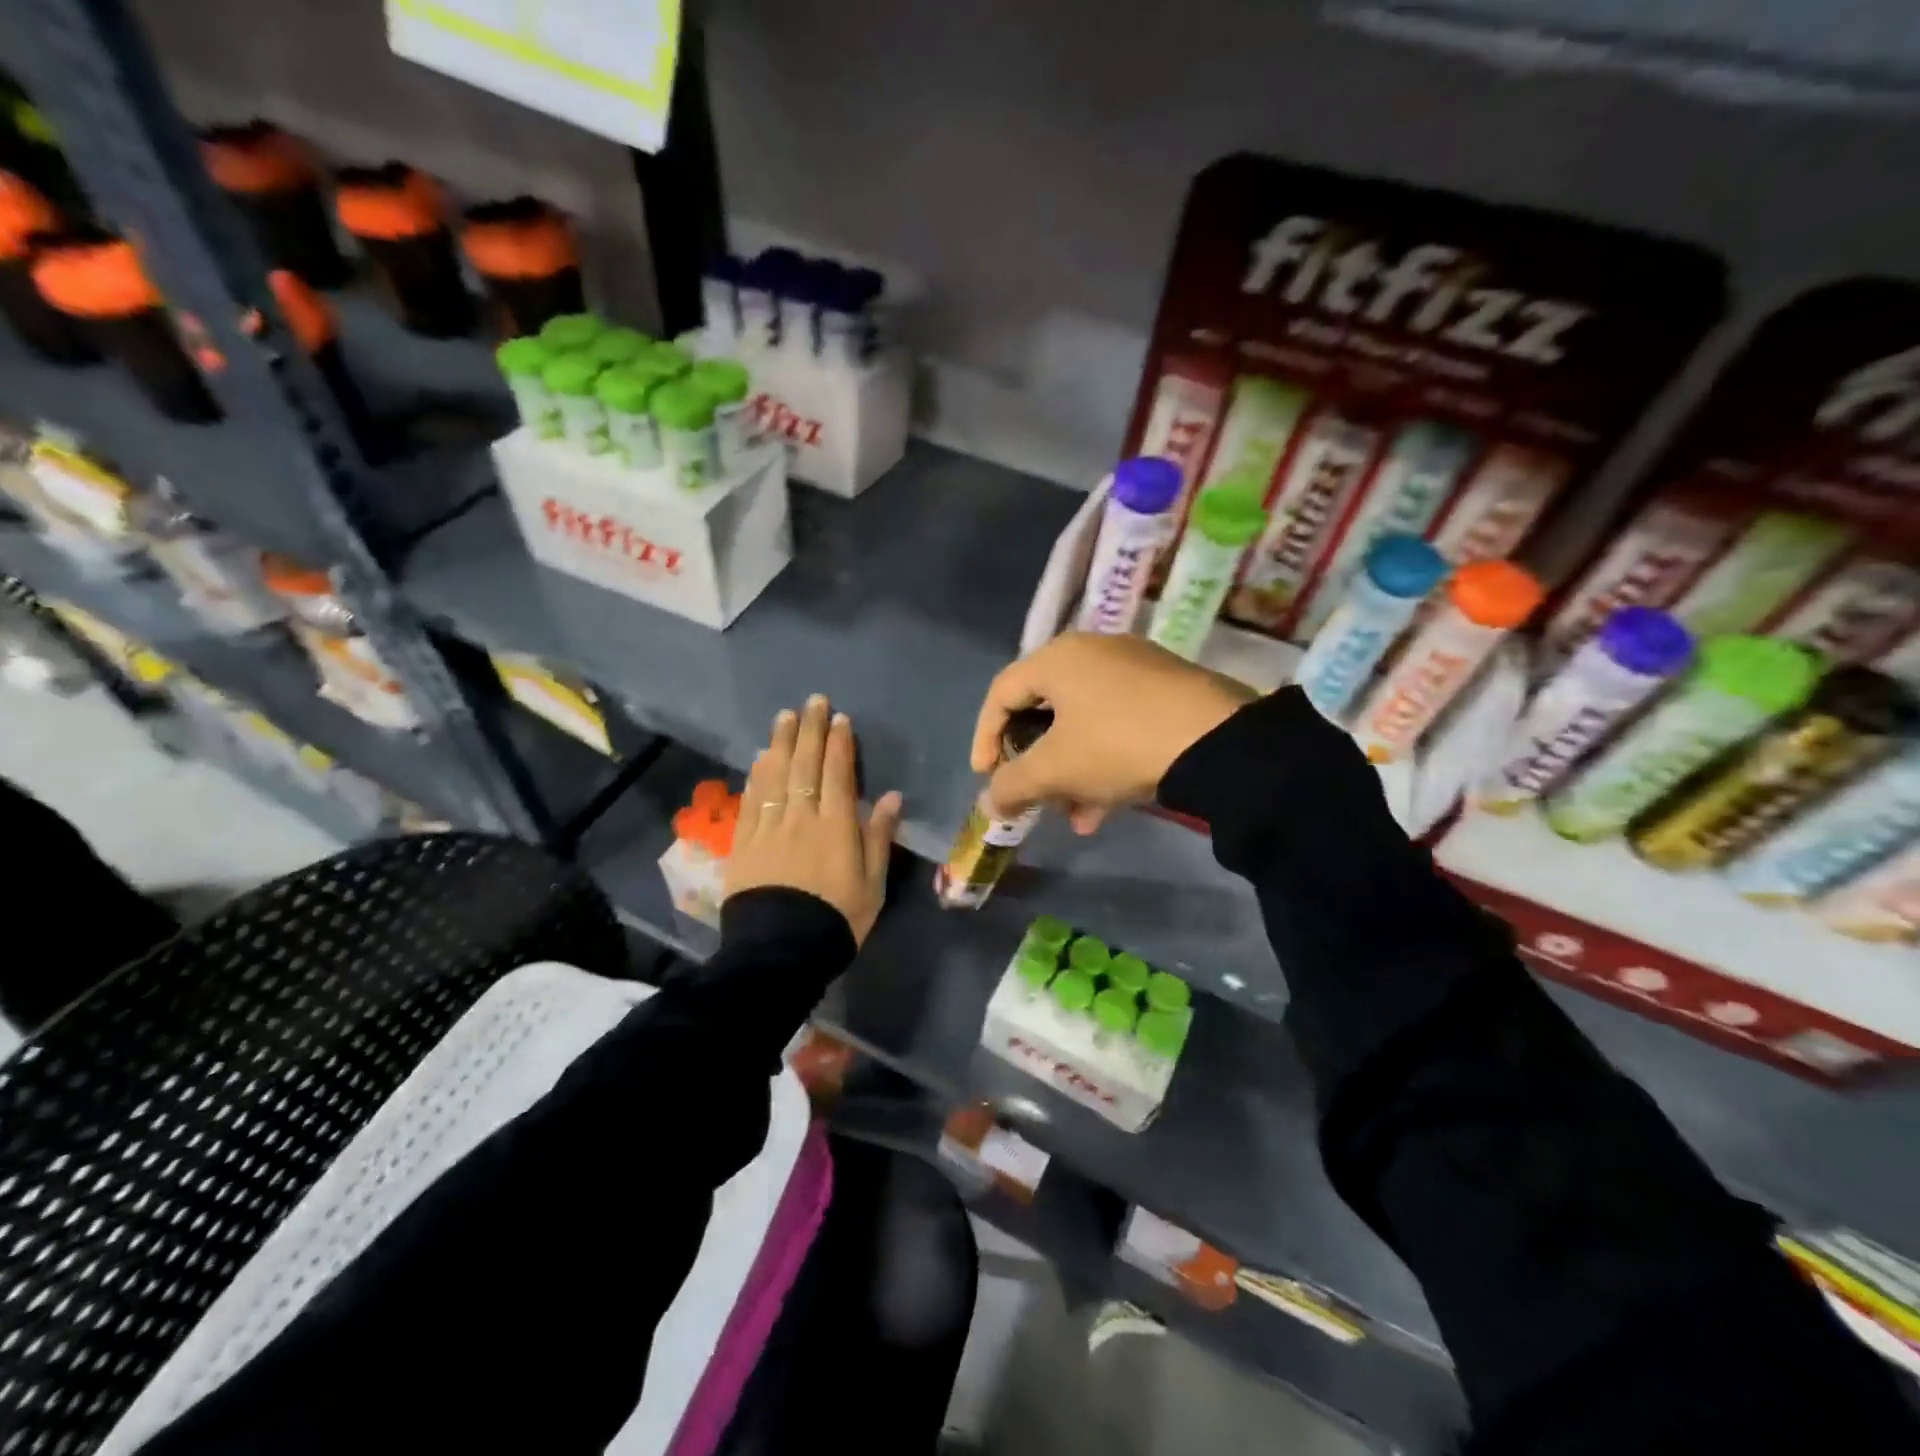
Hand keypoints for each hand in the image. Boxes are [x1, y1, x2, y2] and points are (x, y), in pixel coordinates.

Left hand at [726, 694, 902, 944]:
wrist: (780, 952)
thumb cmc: (836, 920)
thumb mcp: (872, 885)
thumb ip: (878, 837)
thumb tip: (890, 797)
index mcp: (836, 827)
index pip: (837, 774)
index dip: (839, 744)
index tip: (839, 719)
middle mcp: (801, 817)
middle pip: (805, 765)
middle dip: (810, 730)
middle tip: (813, 701)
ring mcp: (768, 828)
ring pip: (775, 775)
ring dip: (781, 743)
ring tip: (784, 717)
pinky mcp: (743, 843)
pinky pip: (751, 799)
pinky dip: (757, 775)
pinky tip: (760, 758)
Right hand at [971, 632, 1253, 831]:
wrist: (1217, 741)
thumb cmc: (1117, 744)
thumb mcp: (1055, 769)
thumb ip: (1012, 785)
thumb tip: (990, 804)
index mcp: (1058, 657)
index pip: (1001, 694)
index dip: (984, 739)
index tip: (986, 778)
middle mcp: (1092, 652)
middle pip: (1044, 712)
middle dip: (1035, 766)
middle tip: (1034, 799)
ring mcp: (1134, 668)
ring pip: (1083, 725)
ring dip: (1070, 774)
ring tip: (1076, 818)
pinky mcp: (1166, 689)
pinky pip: (1116, 725)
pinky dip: (1103, 763)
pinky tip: (1106, 808)